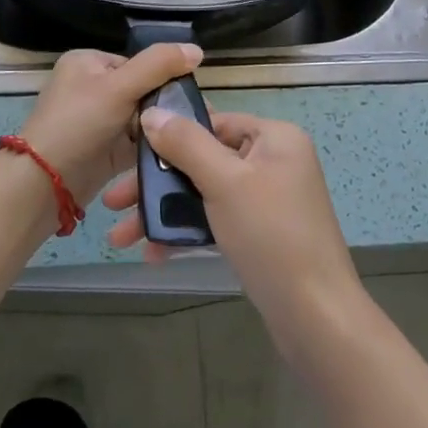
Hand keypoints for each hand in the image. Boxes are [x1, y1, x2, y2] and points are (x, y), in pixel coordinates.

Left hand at [15, 44, 203, 206]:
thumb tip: (197, 49)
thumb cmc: (78, 124)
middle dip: (164, 109)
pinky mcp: (104, 150)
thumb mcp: (119, 87)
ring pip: (142, 120)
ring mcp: (97, 121)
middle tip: (195, 123)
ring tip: (189, 141)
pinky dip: (152, 148)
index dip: (164, 80)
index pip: (139, 64)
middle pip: (143, 92)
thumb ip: (158, 65)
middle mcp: (91, 88)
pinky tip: (176, 155)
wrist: (44, 184)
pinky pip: (136, 143)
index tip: (189, 99)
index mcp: (88, 62)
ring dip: (160, 131)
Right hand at [103, 109, 368, 356]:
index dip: (170, 135)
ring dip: (164, 212)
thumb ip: (186, 144)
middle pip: (204, 160)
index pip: (214, 122)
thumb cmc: (270, 235)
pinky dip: (187, 232)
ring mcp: (268, 200)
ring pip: (205, 194)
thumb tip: (152, 112)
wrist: (314, 314)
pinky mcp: (261, 234)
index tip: (128, 152)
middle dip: (157, 184)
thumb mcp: (224, 181)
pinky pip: (216, 220)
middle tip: (113, 203)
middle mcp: (274, 162)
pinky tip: (153, 253)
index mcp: (275, 138)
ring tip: (120, 239)